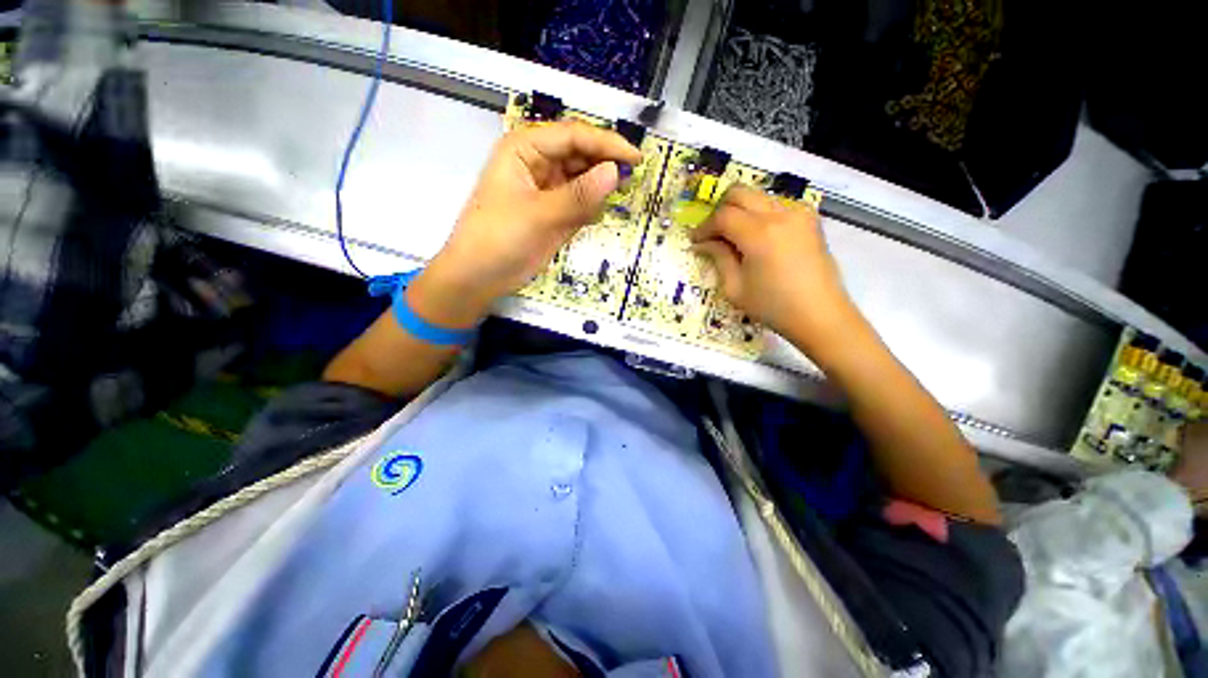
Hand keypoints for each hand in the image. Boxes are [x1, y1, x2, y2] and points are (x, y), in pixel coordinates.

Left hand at [415, 121, 641, 325]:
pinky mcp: (552, 212)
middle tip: (633, 179)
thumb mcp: (540, 215)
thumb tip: (615, 172)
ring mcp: (546, 189)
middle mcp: (537, 163)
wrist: (479, 277)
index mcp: (525, 149)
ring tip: (620, 195)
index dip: (606, 143)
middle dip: (604, 164)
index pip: (573, 135)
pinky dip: (591, 207)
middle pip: (579, 154)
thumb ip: (578, 195)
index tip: (636, 158)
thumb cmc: (499, 239)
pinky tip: (598, 214)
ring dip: (599, 187)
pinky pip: (578, 202)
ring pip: (581, 178)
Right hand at [690, 186, 858, 353]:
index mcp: (759, 234)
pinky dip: (760, 214)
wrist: (820, 314)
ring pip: (759, 196)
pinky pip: (777, 205)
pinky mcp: (810, 219)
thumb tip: (702, 243)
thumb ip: (718, 258)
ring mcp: (798, 213)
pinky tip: (758, 237)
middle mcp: (779, 214)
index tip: (695, 241)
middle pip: (740, 193)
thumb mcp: (735, 288)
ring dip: (741, 211)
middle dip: (720, 210)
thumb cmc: (773, 306)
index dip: (704, 227)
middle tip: (713, 233)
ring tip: (734, 237)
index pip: (722, 216)